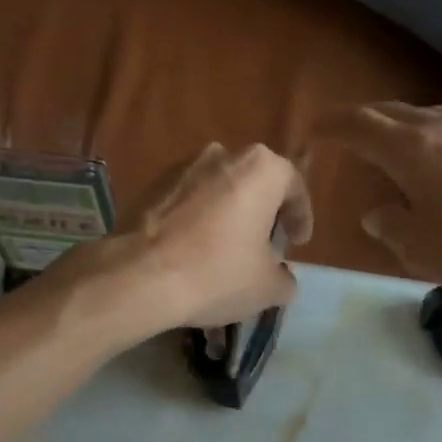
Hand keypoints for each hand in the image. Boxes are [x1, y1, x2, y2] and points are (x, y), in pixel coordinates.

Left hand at [62, 143, 312, 337]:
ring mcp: (181, 166)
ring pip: (218, 190)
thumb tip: (282, 277)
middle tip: (265, 245)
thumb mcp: (267, 287)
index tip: (298, 242)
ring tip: (227, 250)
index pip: (293, 187)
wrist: (139, 275)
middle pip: (254, 183)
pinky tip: (194, 251)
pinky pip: (187, 201)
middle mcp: (222, 154)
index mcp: (261, 168)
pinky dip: (197, 221)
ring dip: (227, 215)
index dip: (301, 217)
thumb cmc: (217, 273)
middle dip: (262, 213)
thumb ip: (285, 278)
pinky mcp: (151, 185)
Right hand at [318, 103, 441, 303]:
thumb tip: (379, 213)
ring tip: (390, 156)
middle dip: (361, 122)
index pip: (356, 124)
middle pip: (390, 112)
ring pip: (425, 118)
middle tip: (345, 140)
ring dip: (399, 131)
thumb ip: (389, 226)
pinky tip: (441, 171)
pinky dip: (432, 143)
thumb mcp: (419, 250)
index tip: (311, 134)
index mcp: (410, 148)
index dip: (329, 126)